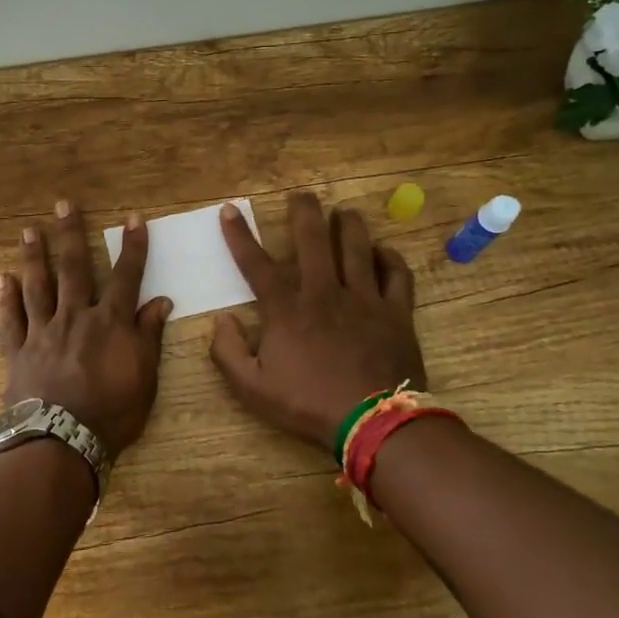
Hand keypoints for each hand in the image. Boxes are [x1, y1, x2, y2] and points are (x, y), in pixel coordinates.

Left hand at [0, 201, 173, 457]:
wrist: (60, 443)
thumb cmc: (111, 414)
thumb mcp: (145, 378)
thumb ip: (149, 336)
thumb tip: (161, 301)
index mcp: (109, 322)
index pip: (125, 276)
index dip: (132, 247)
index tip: (133, 218)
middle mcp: (75, 316)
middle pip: (73, 268)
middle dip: (70, 234)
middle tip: (62, 205)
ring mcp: (43, 332)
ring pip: (37, 286)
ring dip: (34, 256)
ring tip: (29, 231)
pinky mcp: (18, 351)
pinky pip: (11, 320)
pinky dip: (5, 299)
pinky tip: (1, 279)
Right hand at [210, 192, 426, 454]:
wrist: (373, 422)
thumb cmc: (308, 404)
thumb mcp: (252, 388)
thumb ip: (228, 352)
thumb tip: (222, 320)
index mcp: (287, 308)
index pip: (256, 263)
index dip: (240, 235)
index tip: (231, 210)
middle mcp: (324, 292)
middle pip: (313, 240)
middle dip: (304, 212)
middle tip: (302, 194)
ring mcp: (363, 298)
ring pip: (356, 247)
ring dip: (348, 225)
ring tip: (344, 212)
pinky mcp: (395, 312)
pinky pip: (396, 275)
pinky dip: (390, 258)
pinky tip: (383, 251)